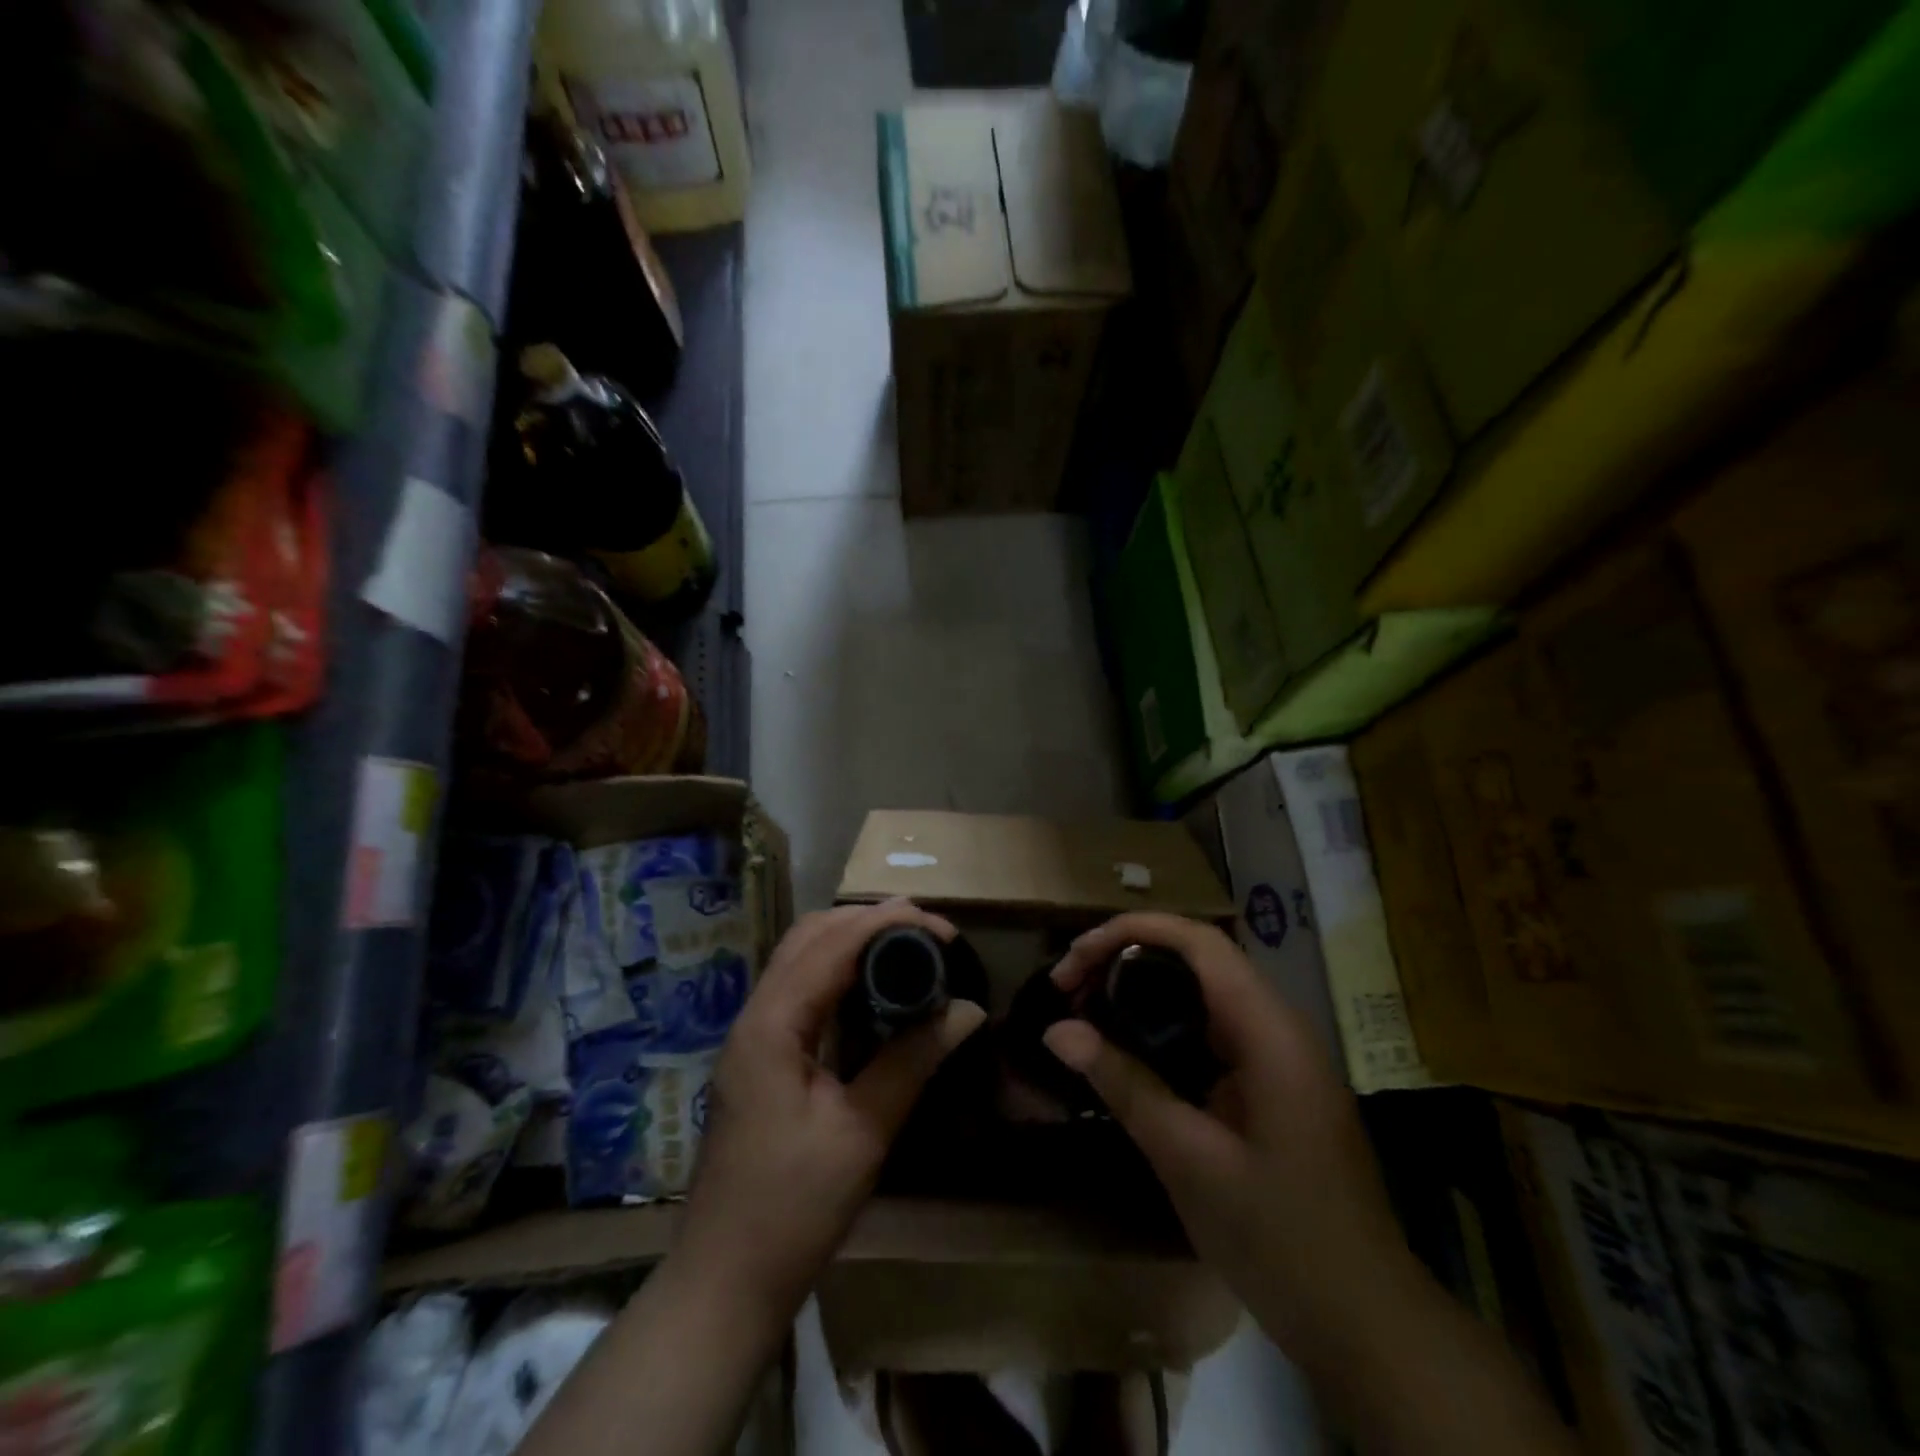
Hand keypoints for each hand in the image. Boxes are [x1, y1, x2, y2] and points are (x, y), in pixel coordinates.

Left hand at [676, 899, 987, 1316]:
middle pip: (809, 935)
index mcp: (772, 1024)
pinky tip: (871, 989)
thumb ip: (913, 1060)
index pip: (833, 943)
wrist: (724, 1281)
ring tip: (906, 947)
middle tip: (927, 933)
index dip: (889, 922)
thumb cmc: (792, 1209)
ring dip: (851, 939)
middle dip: (868, 919)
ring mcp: (752, 1035)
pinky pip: (799, 987)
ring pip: (800, 956)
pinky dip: (837, 969)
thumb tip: (969, 1009)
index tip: (943, 929)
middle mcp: (755, 1015)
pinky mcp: (760, 1055)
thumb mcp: (862, 1131)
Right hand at [1042, 913, 1415, 1371]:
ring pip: (1202, 991)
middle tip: (1068, 987)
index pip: (1197, 941)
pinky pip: (1211, 1028)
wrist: (1366, 1323)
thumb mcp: (1189, 1159)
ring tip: (1085, 1008)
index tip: (1074, 958)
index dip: (1132, 931)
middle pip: (1196, 957)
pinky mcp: (1271, 1082)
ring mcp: (1278, 1053)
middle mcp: (1278, 1024)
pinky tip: (1127, 1049)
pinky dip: (1162, 1023)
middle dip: (1126, 957)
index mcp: (1269, 1029)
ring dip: (1142, 988)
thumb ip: (1124, 1085)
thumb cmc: (1281, 1238)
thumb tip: (1057, 1030)